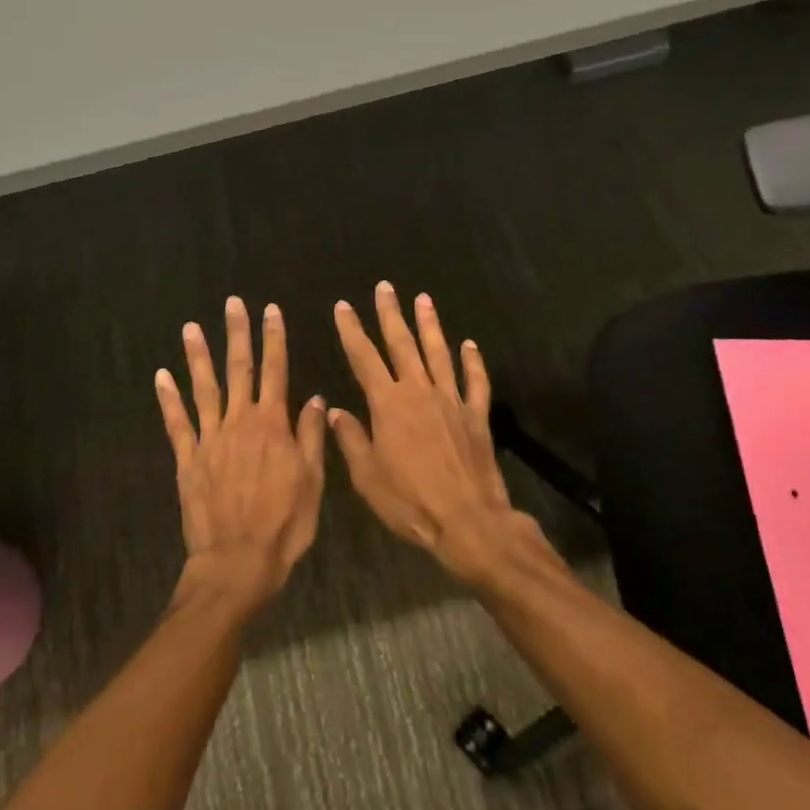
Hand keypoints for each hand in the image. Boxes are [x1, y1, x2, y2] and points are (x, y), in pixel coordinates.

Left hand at [156, 297, 326, 612]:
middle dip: (237, 334)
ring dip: (198, 356)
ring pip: (204, 388)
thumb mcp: (312, 482)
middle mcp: (240, 422)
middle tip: (232, 303)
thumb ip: (312, 437)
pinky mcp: (188, 458)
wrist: (238, 562)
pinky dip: (168, 398)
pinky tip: (161, 376)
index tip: (271, 311)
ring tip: (191, 328)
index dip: (274, 339)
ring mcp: (210, 438)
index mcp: (273, 425)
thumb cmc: (284, 525)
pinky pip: (176, 422)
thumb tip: (316, 399)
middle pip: (239, 369)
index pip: (276, 371)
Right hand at [329, 283, 522, 581]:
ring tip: (423, 299)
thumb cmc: (409, 501)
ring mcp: (451, 400)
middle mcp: (419, 392)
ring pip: (438, 353)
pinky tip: (469, 344)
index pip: (364, 358)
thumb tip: (334, 411)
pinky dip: (472, 361)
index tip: (343, 307)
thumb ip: (351, 439)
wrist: (467, 521)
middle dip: (391, 314)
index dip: (351, 331)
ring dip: (429, 325)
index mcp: (388, 404)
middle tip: (385, 287)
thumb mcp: (367, 476)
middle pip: (402, 344)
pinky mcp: (476, 415)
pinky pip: (475, 381)